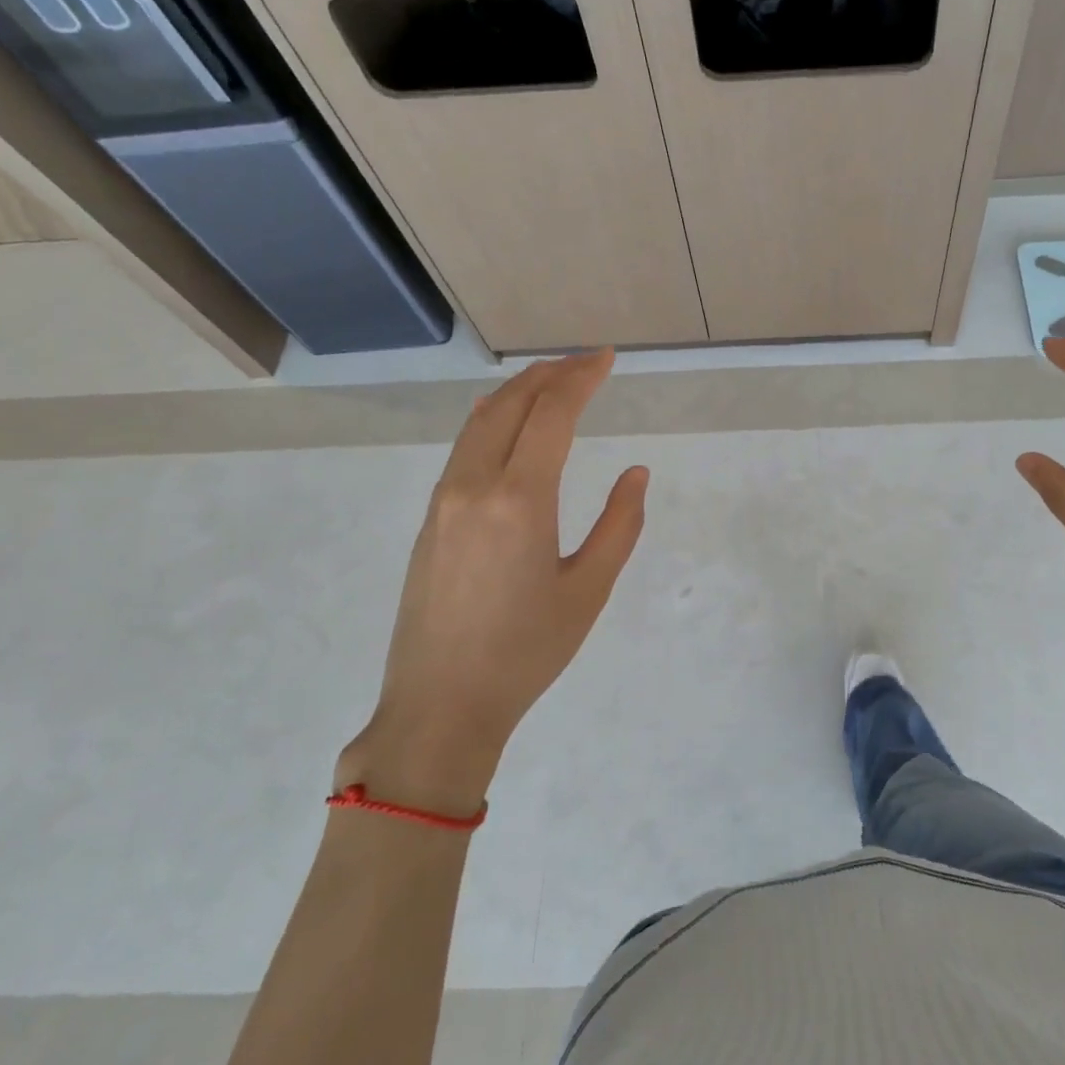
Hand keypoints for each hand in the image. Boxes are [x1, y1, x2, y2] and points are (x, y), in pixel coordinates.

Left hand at [337, 351, 646, 814]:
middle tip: (586, 363)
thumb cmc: (526, 652)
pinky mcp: (429, 519)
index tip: (607, 358)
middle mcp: (473, 487)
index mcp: (519, 501)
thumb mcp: (589, 591)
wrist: (441, 706)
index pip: (551, 415)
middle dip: (549, 373)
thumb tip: (635, 473)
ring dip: (518, 392)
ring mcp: (443, 501)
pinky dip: (494, 420)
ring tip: (552, 381)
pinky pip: (464, 449)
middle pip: (509, 405)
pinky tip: (511, 426)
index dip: (580, 378)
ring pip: (479, 422)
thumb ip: (620, 525)